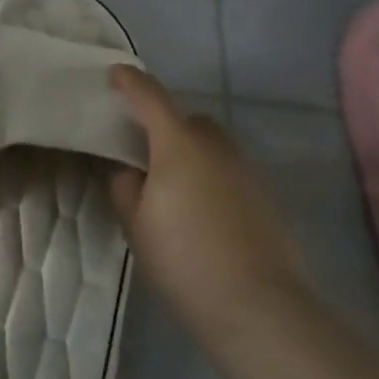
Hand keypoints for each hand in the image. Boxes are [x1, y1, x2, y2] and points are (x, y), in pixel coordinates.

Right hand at [106, 67, 308, 350]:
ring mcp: (244, 170)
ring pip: (211, 145)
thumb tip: (129, 169)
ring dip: (190, 150)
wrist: (256, 304)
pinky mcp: (263, 197)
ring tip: (170, 182)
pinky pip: (227, 171)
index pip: (150, 97)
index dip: (129, 81)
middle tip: (142, 145)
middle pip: (186, 118)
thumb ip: (124, 185)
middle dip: (164, 122)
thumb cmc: (183, 257)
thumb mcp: (134, 221)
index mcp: (178, 143)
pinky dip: (210, 176)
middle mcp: (215, 146)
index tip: (114, 73)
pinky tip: (199, 209)